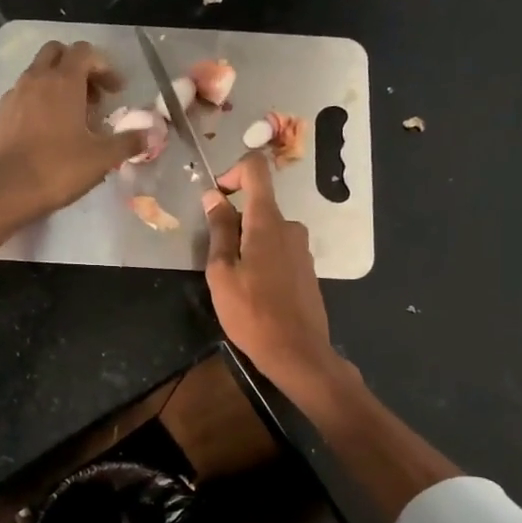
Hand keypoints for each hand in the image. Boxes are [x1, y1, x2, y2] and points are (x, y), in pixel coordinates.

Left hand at [0, 40, 145, 226]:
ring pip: (37, 74)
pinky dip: (38, 103)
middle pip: (57, 53)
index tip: (116, 91)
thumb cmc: (57, 169)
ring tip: (72, 118)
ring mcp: (13, 96)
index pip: (85, 52)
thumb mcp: (101, 158)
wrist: (2, 192)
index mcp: (63, 81)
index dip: (105, 67)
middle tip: (92, 97)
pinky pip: (23, 96)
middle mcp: (35, 79)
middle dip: (77, 68)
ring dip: (57, 85)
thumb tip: (152, 133)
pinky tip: (47, 133)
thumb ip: (129, 142)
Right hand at [202, 153, 341, 389]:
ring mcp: (302, 249)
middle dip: (234, 223)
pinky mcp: (307, 269)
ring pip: (267, 232)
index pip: (256, 170)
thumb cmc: (251, 312)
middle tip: (217, 260)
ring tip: (235, 282)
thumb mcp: (222, 272)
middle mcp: (290, 227)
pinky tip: (255, 293)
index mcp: (268, 222)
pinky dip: (262, 260)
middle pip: (259, 206)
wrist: (297, 352)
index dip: (232, 173)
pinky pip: (279, 251)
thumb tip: (214, 196)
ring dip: (247, 245)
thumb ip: (219, 230)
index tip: (216, 198)